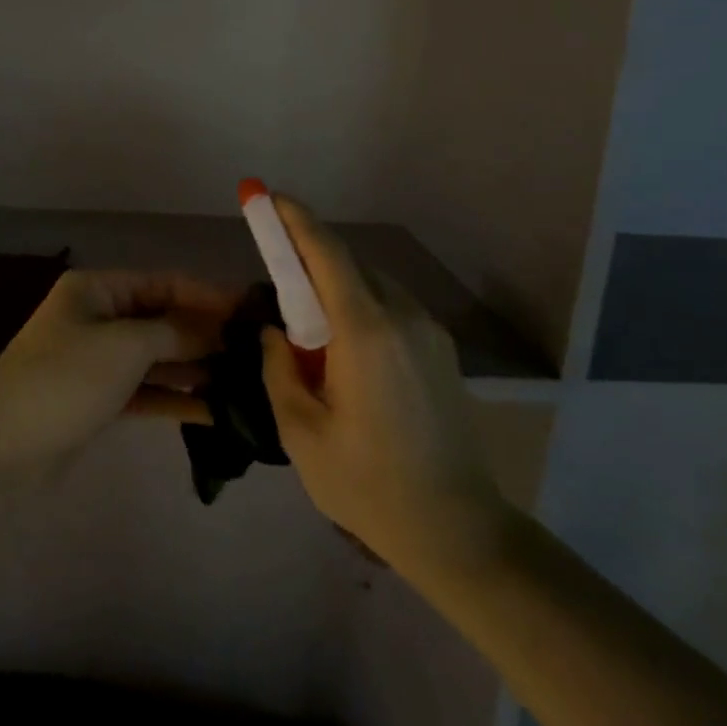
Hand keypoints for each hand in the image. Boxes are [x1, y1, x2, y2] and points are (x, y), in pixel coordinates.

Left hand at [0, 269, 233, 473]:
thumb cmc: (63, 381)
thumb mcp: (125, 346)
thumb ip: (177, 333)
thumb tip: (220, 328)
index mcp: (98, 290)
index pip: (165, 283)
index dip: (209, 295)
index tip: (253, 311)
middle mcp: (99, 319)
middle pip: (164, 320)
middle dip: (207, 334)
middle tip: (258, 350)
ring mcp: (99, 362)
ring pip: (159, 358)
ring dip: (197, 368)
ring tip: (246, 380)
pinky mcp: (100, 401)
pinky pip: (148, 391)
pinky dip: (177, 398)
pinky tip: (216, 410)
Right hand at [260, 197, 510, 574]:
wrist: (455, 527)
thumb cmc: (368, 484)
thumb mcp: (302, 433)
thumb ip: (280, 370)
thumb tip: (275, 333)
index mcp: (365, 333)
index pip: (327, 255)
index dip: (297, 221)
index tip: (270, 198)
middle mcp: (403, 317)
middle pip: (351, 267)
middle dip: (312, 262)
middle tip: (281, 289)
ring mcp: (430, 332)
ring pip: (375, 287)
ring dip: (339, 291)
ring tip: (315, 338)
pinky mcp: (443, 351)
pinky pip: (394, 310)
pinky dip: (363, 311)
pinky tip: (349, 356)